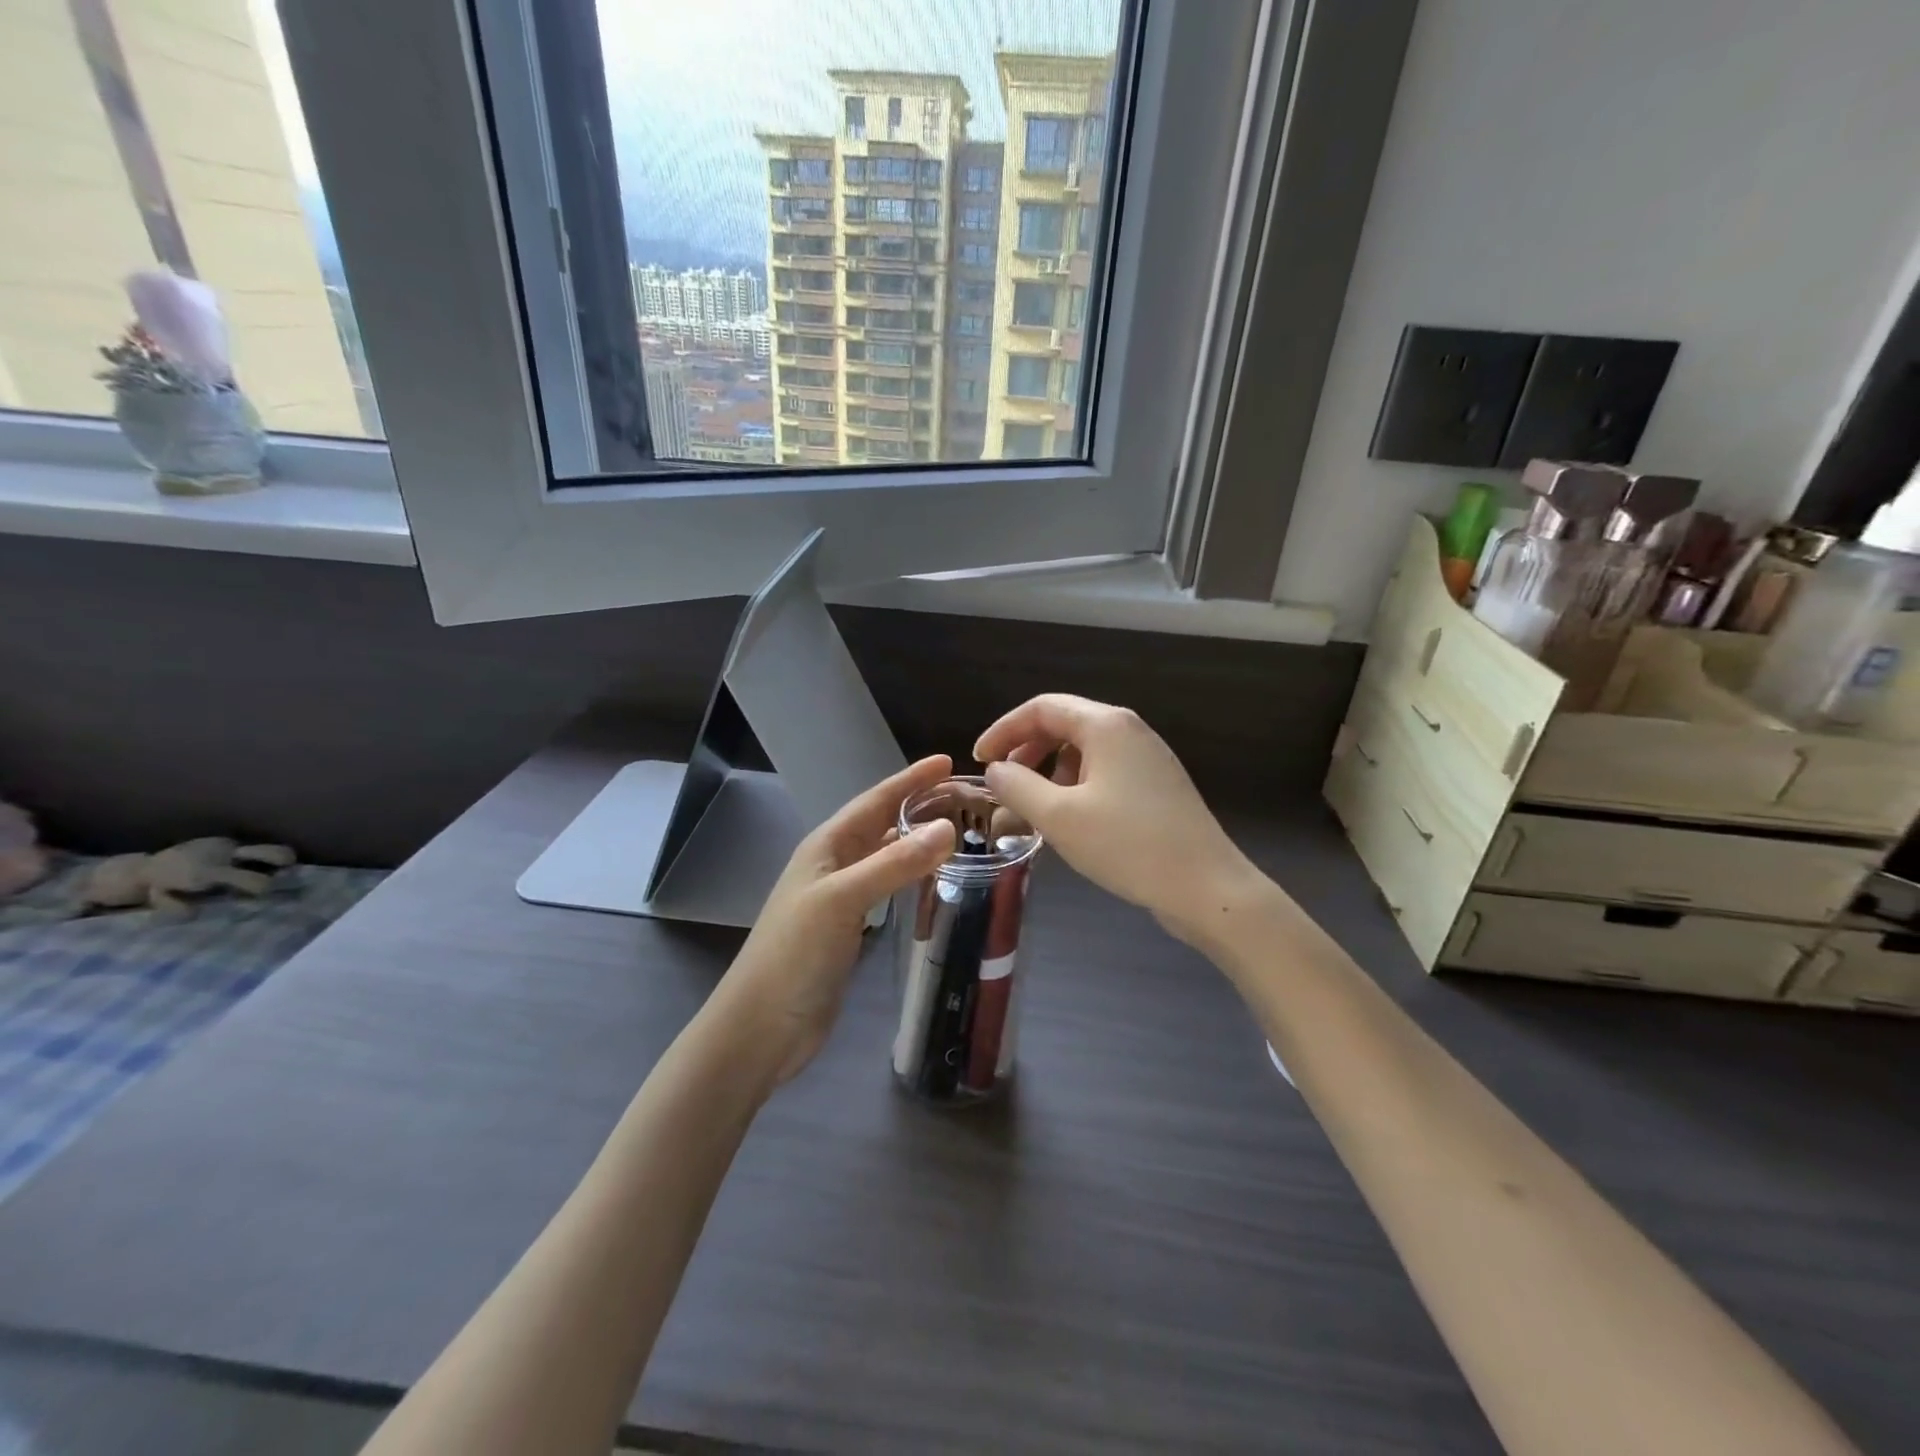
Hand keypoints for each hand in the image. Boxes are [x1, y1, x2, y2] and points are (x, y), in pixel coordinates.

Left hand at [715, 755, 957, 1087]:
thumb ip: (894, 864)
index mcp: (827, 845)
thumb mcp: (842, 900)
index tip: (947, 761)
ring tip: (959, 831)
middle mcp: (834, 863)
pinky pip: (887, 886)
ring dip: (917, 839)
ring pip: (886, 854)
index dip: (910, 780)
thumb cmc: (795, 954)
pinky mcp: (849, 926)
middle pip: (882, 823)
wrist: (762, 1026)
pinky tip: (932, 879)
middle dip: (919, 805)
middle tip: (965, 798)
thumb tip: (948, 828)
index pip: (875, 800)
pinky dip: (911, 875)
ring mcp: (840, 896)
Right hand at [974, 695, 1265, 948]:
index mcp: (1106, 725)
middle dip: (1026, 751)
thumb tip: (995, 771)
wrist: (1207, 887)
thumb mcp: (1059, 816)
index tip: (979, 761)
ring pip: (1084, 751)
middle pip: (1063, 724)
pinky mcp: (1157, 785)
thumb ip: (1017, 786)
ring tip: (1033, 809)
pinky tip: (1069, 821)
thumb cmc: (1128, 845)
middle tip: (1004, 785)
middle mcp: (1129, 730)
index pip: (1041, 708)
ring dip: (1049, 772)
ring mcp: (1148, 758)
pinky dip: (1075, 787)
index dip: (1003, 730)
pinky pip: (1104, 773)